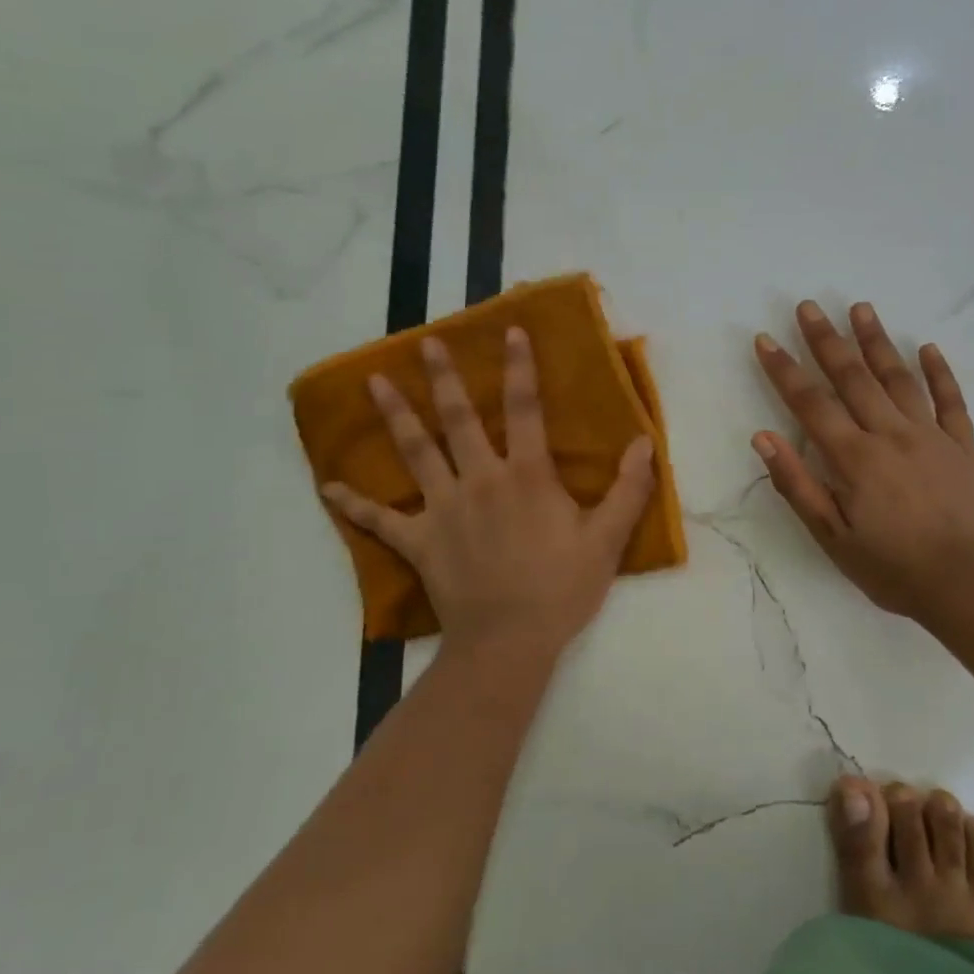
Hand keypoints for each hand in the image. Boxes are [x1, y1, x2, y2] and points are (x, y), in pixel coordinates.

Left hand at [322, 328, 655, 658]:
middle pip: (457, 419)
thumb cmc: (562, 589)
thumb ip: (629, 489)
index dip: (520, 367)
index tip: (510, 331)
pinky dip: (354, 504)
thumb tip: (645, 442)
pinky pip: (380, 520)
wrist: (509, 642)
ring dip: (395, 415)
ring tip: (374, 382)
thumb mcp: (608, 540)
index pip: (524, 408)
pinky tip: (328, 487)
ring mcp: (443, 509)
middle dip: (443, 377)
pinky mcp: (419, 541)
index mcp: (526, 476)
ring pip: (415, 452)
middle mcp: (480, 480)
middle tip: (425, 343)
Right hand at [752, 300, 973, 623]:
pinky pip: (951, 400)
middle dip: (826, 340)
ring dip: (877, 341)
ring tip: (861, 308)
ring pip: (899, 378)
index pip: (811, 404)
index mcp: (854, 458)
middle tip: (809, 305)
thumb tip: (763, 438)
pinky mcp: (962, 446)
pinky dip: (940, 372)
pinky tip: (928, 347)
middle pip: (853, 378)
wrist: (968, 584)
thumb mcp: (832, 537)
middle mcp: (890, 434)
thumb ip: (797, 485)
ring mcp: (930, 435)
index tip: (766, 340)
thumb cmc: (892, 567)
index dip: (785, 370)